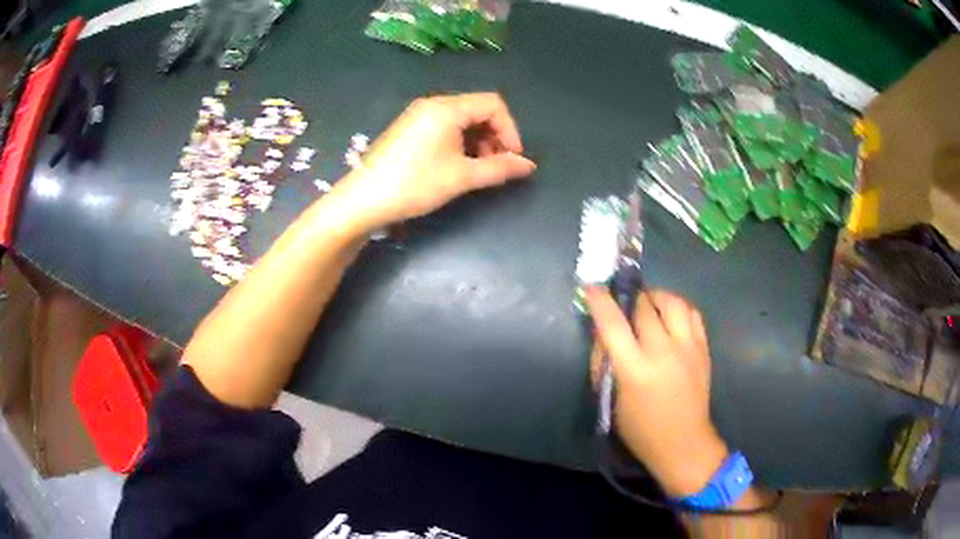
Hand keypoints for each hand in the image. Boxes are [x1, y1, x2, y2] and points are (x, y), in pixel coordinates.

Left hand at [336, 93, 536, 230]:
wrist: (364, 199)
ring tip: (478, 169)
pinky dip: (459, 142)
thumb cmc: (415, 184)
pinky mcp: (410, 128)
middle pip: (478, 110)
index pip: (493, 104)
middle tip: (496, 166)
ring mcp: (419, 115)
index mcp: (447, 108)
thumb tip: (528, 165)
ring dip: (478, 141)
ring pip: (462, 120)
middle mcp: (433, 104)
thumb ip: (499, 168)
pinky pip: (445, 127)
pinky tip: (457, 165)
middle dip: (494, 136)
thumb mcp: (462, 177)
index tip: (513, 158)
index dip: (510, 130)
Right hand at [585, 287, 728, 496]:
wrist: (684, 442)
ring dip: (657, 298)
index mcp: (635, 370)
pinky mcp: (703, 349)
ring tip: (649, 305)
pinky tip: (670, 318)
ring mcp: (688, 348)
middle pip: (644, 307)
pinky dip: (678, 309)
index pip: (613, 325)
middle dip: (630, 299)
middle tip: (623, 302)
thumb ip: (605, 364)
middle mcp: (663, 352)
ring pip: (673, 302)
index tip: (592, 288)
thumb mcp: (611, 401)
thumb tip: (602, 333)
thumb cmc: (640, 429)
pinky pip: (692, 313)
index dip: (600, 302)